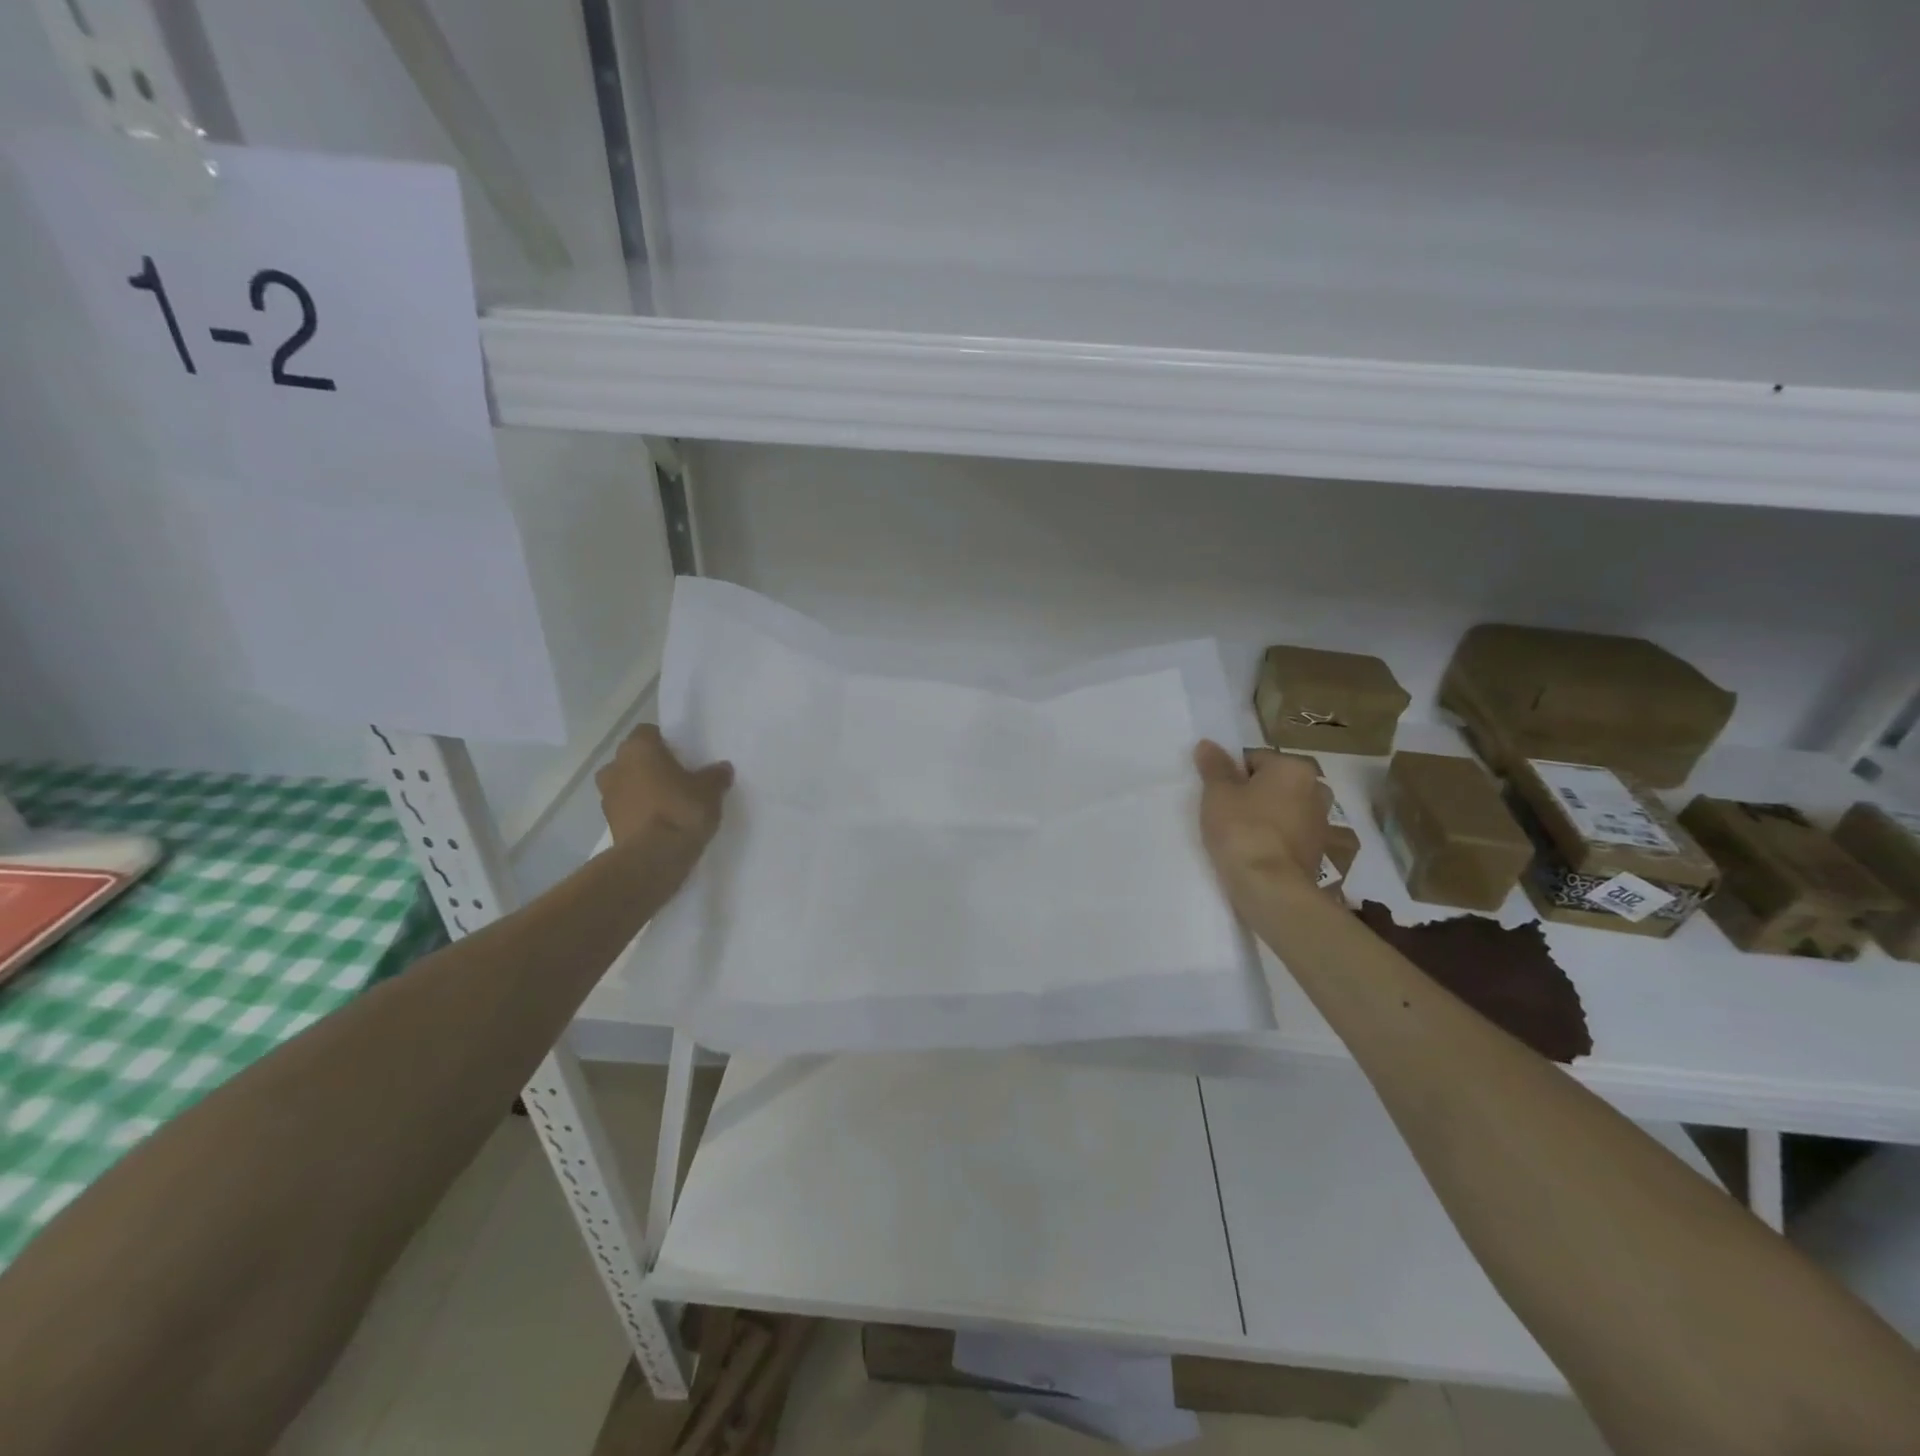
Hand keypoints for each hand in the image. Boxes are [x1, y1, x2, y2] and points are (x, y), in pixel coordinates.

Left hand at [595, 725, 733, 848]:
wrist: (653, 858)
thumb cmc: (681, 810)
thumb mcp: (710, 790)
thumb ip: (715, 775)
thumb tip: (722, 768)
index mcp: (638, 748)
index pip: (648, 732)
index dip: (664, 741)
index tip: (682, 755)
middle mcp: (615, 766)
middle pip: (633, 758)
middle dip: (650, 766)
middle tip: (676, 778)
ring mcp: (607, 797)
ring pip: (626, 784)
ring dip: (642, 790)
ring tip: (669, 803)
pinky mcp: (609, 824)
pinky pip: (627, 809)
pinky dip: (639, 812)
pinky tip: (661, 823)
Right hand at [1193, 740, 1330, 902]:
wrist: (1270, 887)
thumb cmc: (1242, 829)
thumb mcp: (1218, 793)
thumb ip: (1214, 766)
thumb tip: (1207, 744)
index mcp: (1294, 767)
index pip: (1254, 759)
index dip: (1230, 775)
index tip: (1217, 795)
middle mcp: (1316, 789)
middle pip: (1272, 783)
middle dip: (1251, 793)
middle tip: (1225, 812)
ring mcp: (1321, 822)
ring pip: (1282, 809)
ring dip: (1264, 816)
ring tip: (1238, 835)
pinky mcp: (1318, 850)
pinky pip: (1288, 833)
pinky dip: (1273, 838)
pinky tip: (1253, 851)